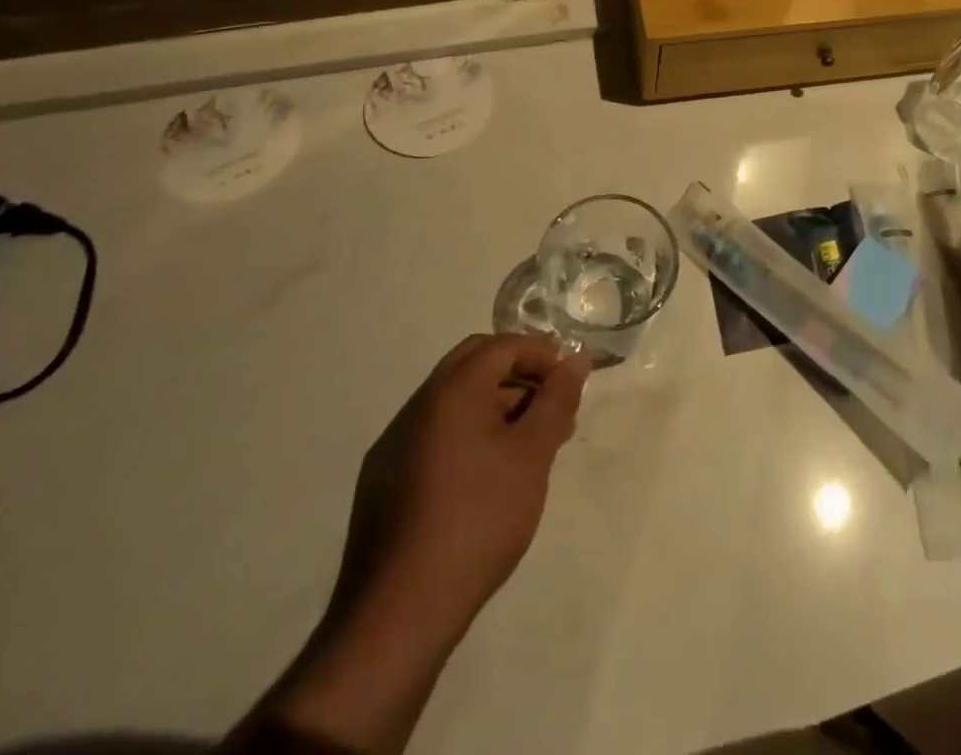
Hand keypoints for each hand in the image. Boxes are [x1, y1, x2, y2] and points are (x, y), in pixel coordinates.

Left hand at [254, 335, 589, 753]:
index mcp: (450, 391)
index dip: (542, 354)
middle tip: (551, 406)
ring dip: (495, 405)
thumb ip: (556, 400)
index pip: (502, 345)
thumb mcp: (532, 456)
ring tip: (530, 446)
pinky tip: (490, 476)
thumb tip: (576, 359)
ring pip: (454, 401)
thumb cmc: (478, 520)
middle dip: (518, 374)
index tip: (569, 383)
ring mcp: (395, 445)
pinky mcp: (384, 481)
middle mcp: (417, 406)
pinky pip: (435, 434)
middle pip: (474, 364)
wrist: (398, 615)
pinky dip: (469, 433)